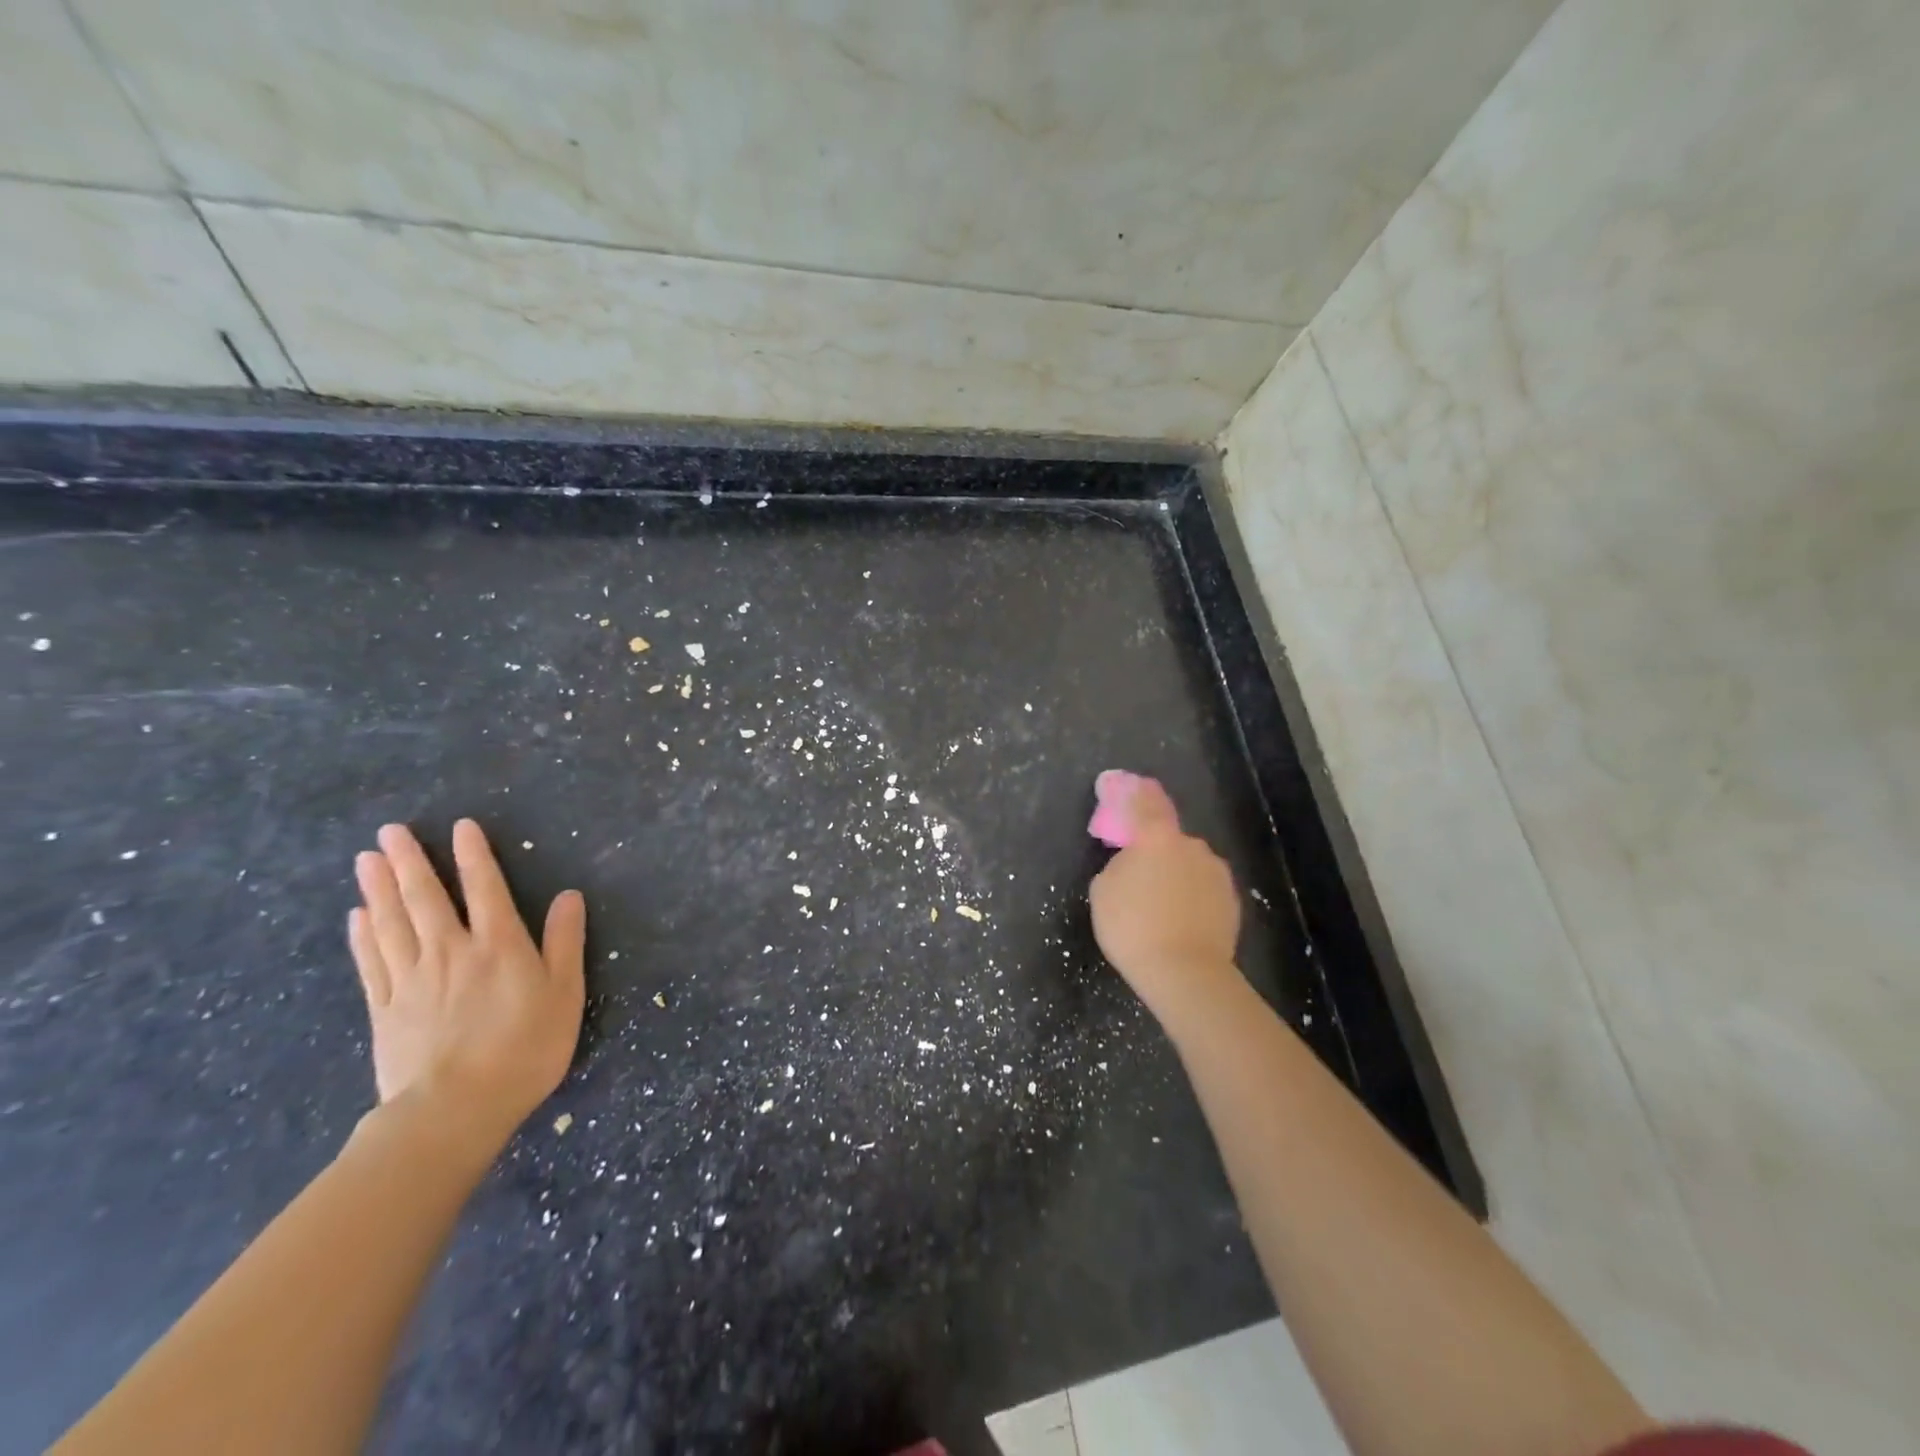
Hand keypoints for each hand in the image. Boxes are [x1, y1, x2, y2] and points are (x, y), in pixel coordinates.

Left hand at [349, 820, 585, 1149]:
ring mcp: (411, 980)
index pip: (484, 887)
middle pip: (425, 898)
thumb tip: (569, 896)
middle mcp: (450, 951)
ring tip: (366, 859)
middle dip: (409, 861)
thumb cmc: (525, 1048)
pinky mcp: (385, 1010)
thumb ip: (565, 942)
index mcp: (498, 945)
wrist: (455, 1110)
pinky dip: (363, 935)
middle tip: (389, 831)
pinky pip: (371, 963)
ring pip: (392, 923)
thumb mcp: (565, 993)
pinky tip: (358, 916)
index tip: (460, 827)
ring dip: (379, 888)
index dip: (473, 855)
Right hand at [1088, 774, 1242, 1017]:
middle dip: (1157, 851)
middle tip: (1141, 876)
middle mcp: (1191, 846)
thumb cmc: (1133, 927)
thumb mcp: (1103, 891)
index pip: (1146, 803)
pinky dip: (1193, 898)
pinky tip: (1181, 921)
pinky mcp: (1232, 901)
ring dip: (1177, 876)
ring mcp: (1216, 873)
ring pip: (1190, 865)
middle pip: (1170, 840)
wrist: (1185, 972)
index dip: (1136, 793)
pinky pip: (1205, 890)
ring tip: (1163, 907)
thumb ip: (1118, 865)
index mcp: (1156, 837)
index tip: (1131, 785)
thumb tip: (1133, 863)